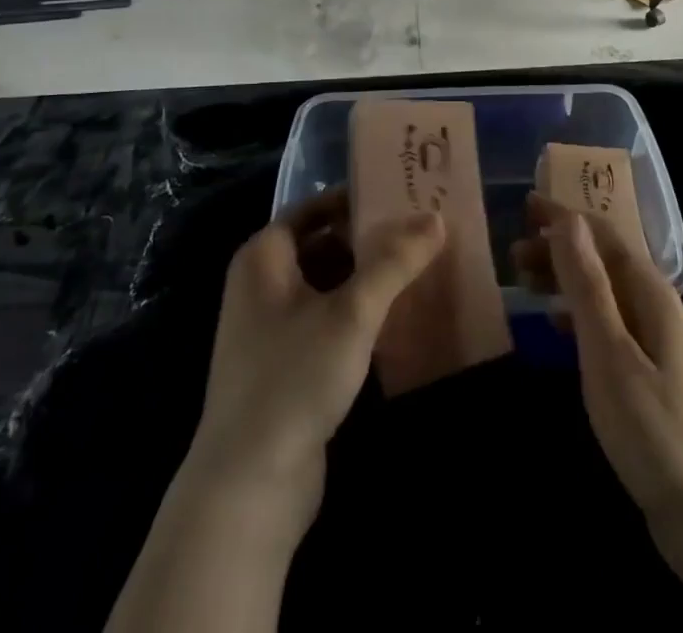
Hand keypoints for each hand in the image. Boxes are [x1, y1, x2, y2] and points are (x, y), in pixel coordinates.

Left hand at [188, 189, 446, 517]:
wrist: (248, 489)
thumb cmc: (294, 379)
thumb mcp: (352, 313)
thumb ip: (394, 262)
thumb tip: (435, 217)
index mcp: (263, 258)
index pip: (313, 208)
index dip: (354, 198)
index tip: (399, 193)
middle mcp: (262, 285)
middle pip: (322, 244)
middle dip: (369, 238)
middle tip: (420, 229)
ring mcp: (271, 329)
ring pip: (328, 285)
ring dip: (368, 277)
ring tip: (419, 266)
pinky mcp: (287, 367)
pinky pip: (328, 321)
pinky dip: (359, 313)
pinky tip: (398, 316)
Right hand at [514, 192, 682, 527]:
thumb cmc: (654, 428)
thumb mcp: (610, 352)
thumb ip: (588, 285)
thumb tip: (568, 221)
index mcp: (651, 293)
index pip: (603, 235)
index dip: (564, 217)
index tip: (525, 206)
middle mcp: (658, 307)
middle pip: (604, 260)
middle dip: (560, 247)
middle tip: (514, 252)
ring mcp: (658, 342)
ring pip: (605, 291)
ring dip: (566, 279)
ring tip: (526, 283)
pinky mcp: (652, 374)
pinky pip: (609, 322)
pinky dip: (579, 314)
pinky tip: (558, 328)